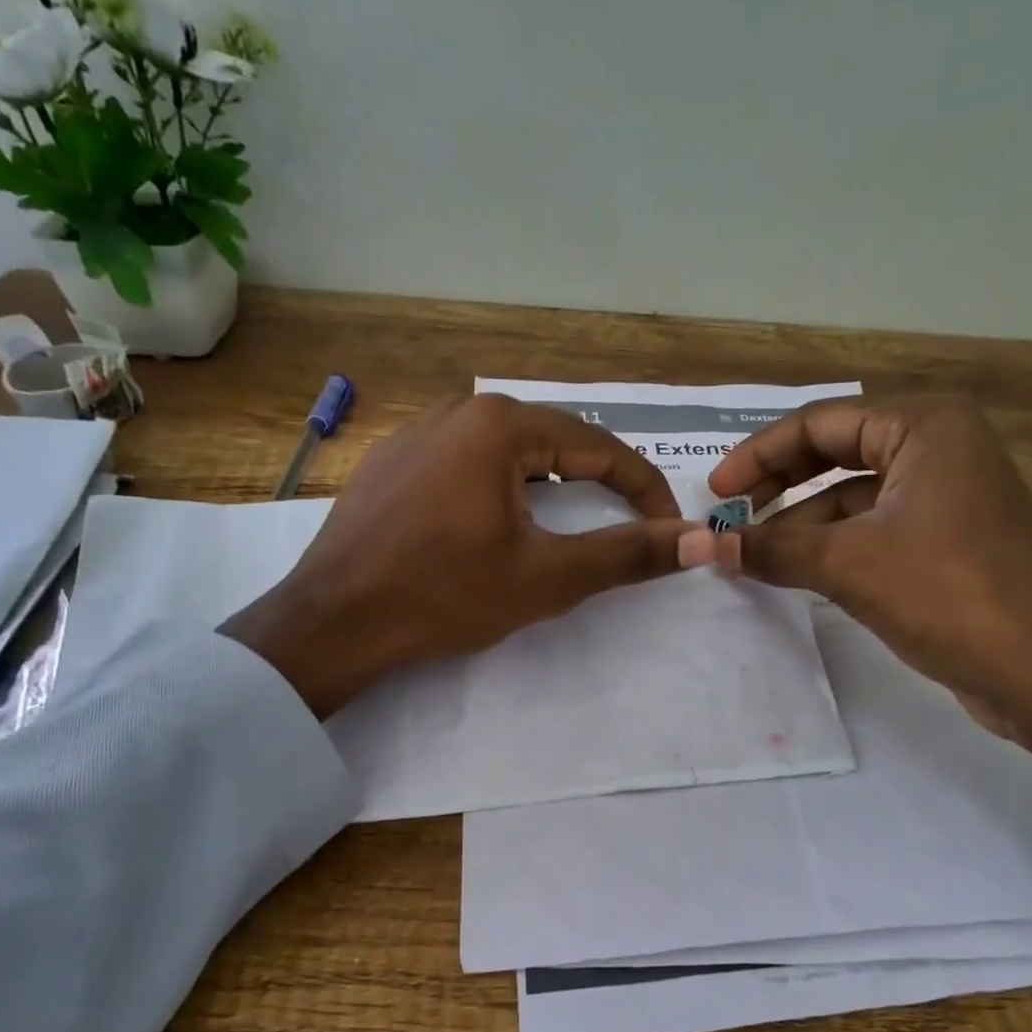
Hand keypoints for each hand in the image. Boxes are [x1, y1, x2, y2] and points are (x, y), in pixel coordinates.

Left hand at [221, 394, 694, 717]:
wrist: (332, 623)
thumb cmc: (444, 595)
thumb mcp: (547, 577)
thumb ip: (628, 554)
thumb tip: (699, 539)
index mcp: (500, 424)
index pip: (600, 447)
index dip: (645, 488)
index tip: (669, 528)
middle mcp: (459, 408)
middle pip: (555, 442)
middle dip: (599, 484)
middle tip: (625, 526)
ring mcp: (417, 430)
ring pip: (510, 450)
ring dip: (551, 485)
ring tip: (569, 525)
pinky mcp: (392, 460)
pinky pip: (466, 461)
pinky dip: (501, 487)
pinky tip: (495, 523)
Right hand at [689, 397, 1031, 859]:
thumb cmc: (947, 595)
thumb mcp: (847, 565)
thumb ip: (774, 549)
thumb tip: (711, 548)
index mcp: (926, 426)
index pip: (820, 424)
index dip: (759, 456)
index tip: (717, 493)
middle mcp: (942, 445)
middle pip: (838, 451)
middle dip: (780, 483)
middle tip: (732, 517)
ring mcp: (950, 492)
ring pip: (855, 493)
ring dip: (803, 520)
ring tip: (755, 552)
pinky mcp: (952, 536)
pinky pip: (877, 524)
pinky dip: (834, 543)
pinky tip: (798, 569)